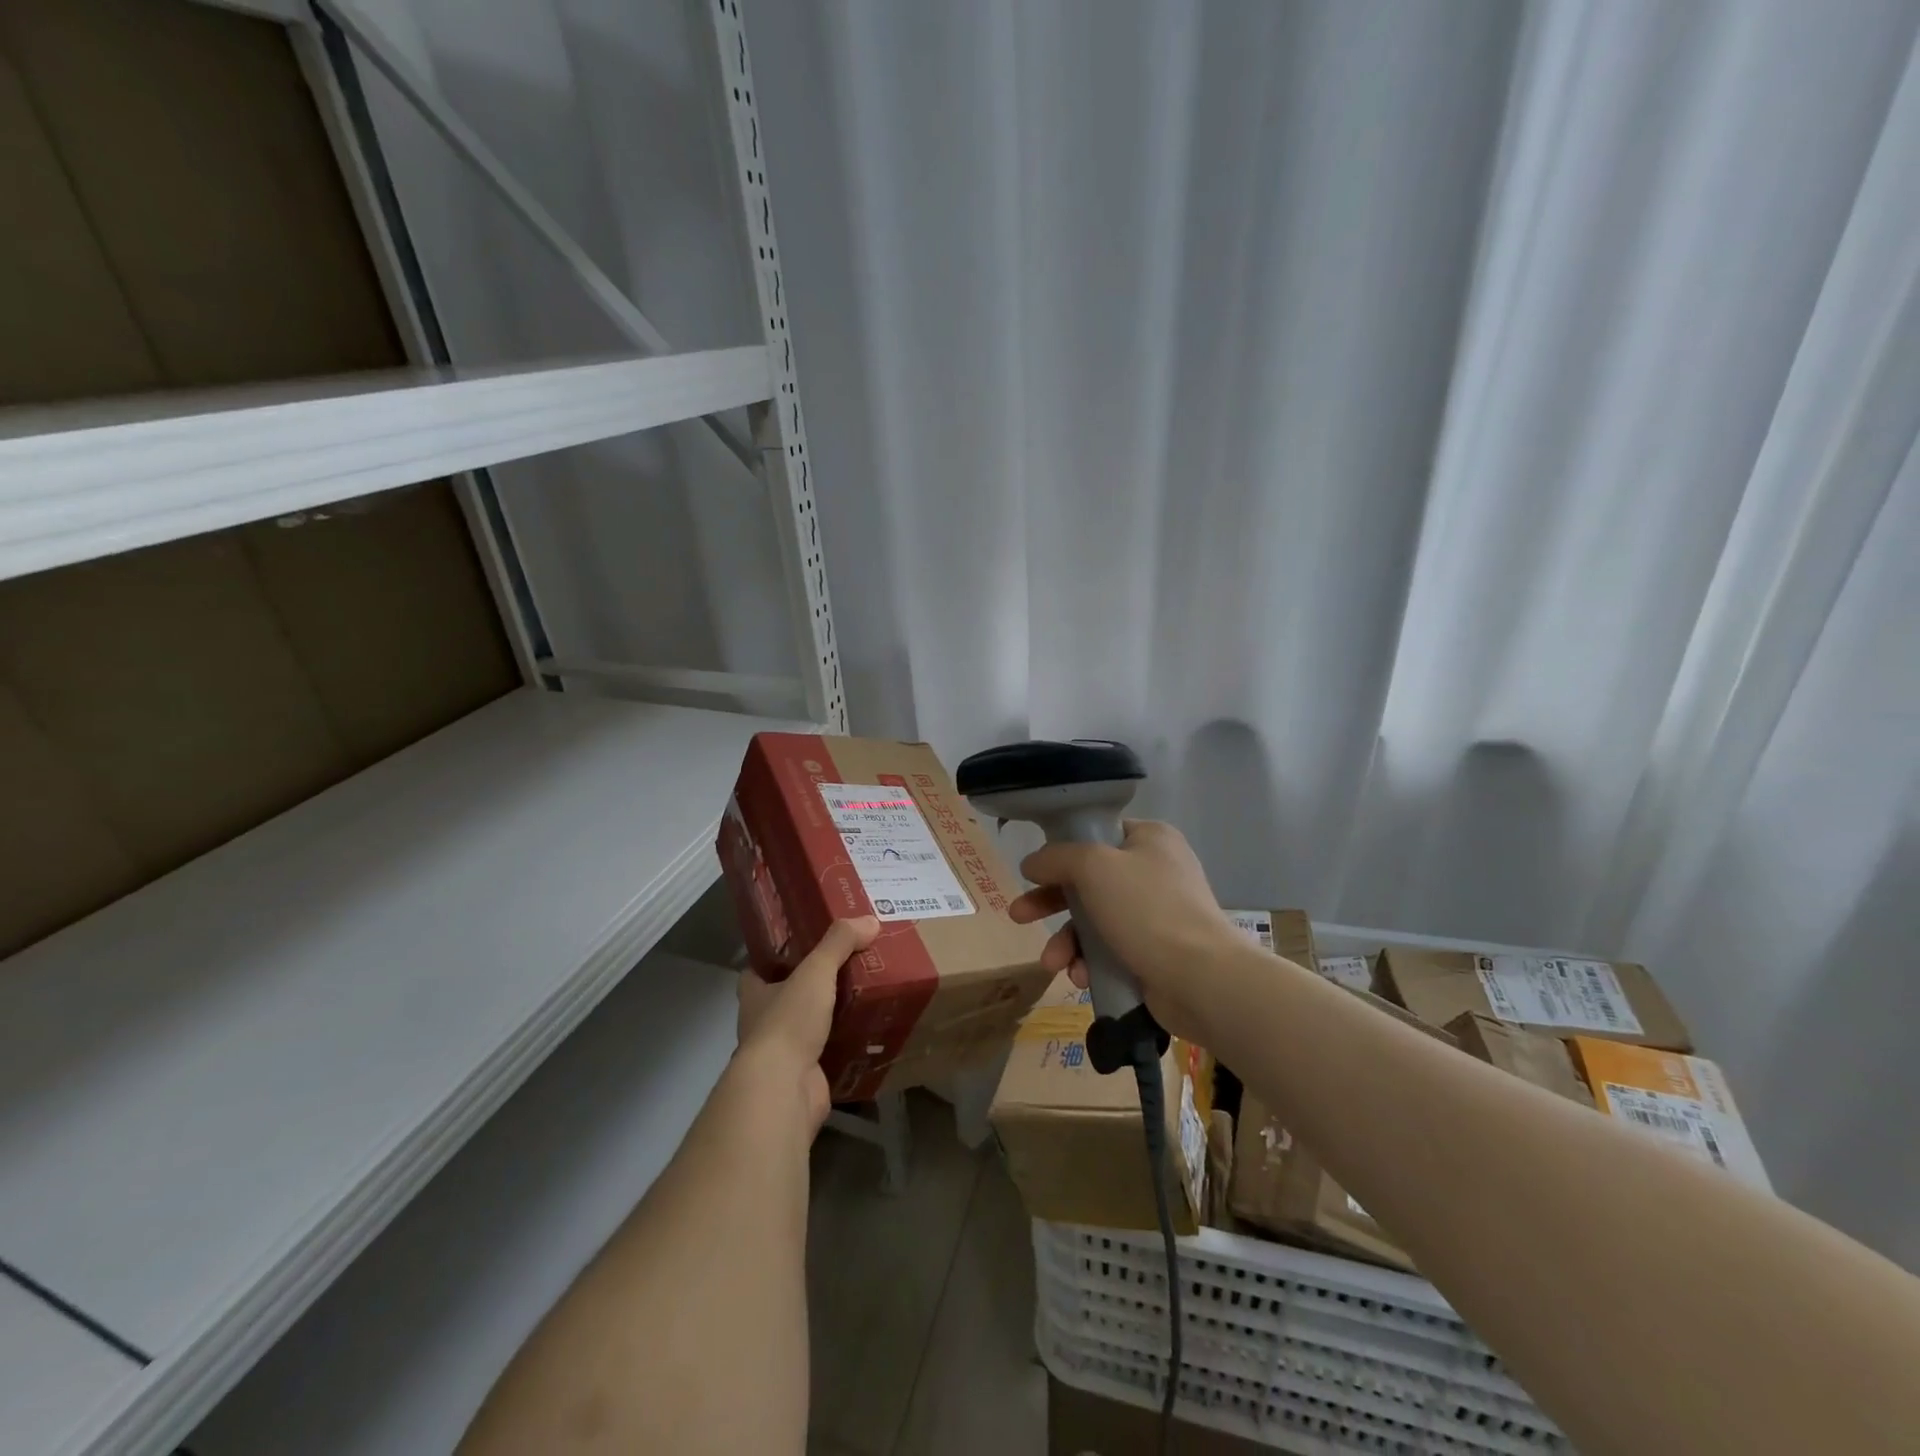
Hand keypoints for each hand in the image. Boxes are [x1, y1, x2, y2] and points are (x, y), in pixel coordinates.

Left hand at [736, 917, 878, 1137]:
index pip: (757, 971)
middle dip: (809, 988)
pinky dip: (844, 1046)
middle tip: (846, 966)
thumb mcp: (816, 971)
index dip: (774, 959)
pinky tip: (868, 1033)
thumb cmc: (788, 1022)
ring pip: (807, 1028)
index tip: (802, 945)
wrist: (784, 1089)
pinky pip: (827, 1055)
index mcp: (755, 995)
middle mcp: (763, 1024)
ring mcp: (782, 1055)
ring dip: (829, 1017)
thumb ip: (840, 943)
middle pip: (784, 999)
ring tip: (863, 995)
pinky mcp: (804, 1079)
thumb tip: (870, 920)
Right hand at [1007, 820, 1242, 1044]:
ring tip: (1052, 964)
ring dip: (1068, 941)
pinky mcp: (1155, 952)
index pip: (1097, 834)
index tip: (1033, 871)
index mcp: (1150, 839)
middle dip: (1050, 903)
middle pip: (1088, 880)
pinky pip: (1110, 950)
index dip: (1061, 851)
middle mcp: (1155, 871)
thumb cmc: (1147, 909)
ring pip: (1095, 920)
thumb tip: (1032, 862)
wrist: (1201, 979)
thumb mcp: (1093, 867)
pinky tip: (1080, 978)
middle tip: (1018, 916)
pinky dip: (1091, 962)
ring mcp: (1157, 914)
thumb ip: (1057, 857)